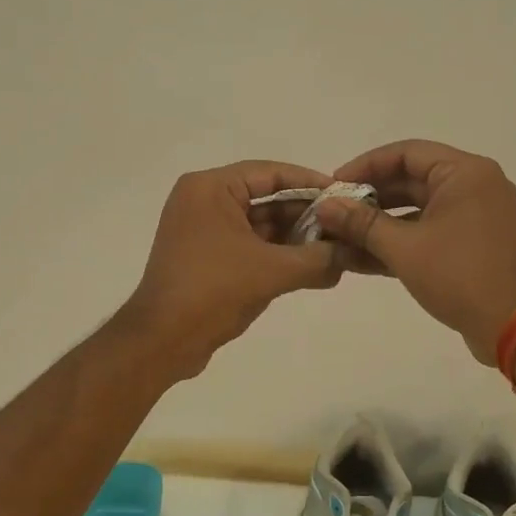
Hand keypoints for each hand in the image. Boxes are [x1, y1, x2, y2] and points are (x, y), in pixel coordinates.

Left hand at [120, 160, 345, 379]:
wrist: (162, 342)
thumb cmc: (213, 291)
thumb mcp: (272, 271)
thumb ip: (317, 258)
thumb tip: (353, 254)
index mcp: (210, 189)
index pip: (270, 173)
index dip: (310, 183)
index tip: (345, 194)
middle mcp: (204, 202)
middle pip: (266, 199)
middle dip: (306, 215)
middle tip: (346, 227)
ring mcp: (203, 231)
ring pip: (260, 226)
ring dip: (296, 239)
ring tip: (338, 250)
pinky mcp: (206, 258)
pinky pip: (250, 247)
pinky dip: (278, 256)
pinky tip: (314, 269)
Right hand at [316, 140, 515, 365]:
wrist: (512, 326)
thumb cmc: (459, 276)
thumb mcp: (404, 248)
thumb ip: (361, 223)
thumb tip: (325, 206)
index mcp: (465, 173)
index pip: (406, 153)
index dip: (366, 165)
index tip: (334, 184)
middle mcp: (475, 186)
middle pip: (412, 179)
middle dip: (370, 197)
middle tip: (334, 211)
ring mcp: (476, 215)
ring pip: (418, 208)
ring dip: (381, 222)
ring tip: (341, 235)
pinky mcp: (473, 243)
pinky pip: (430, 230)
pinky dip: (400, 240)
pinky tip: (363, 256)